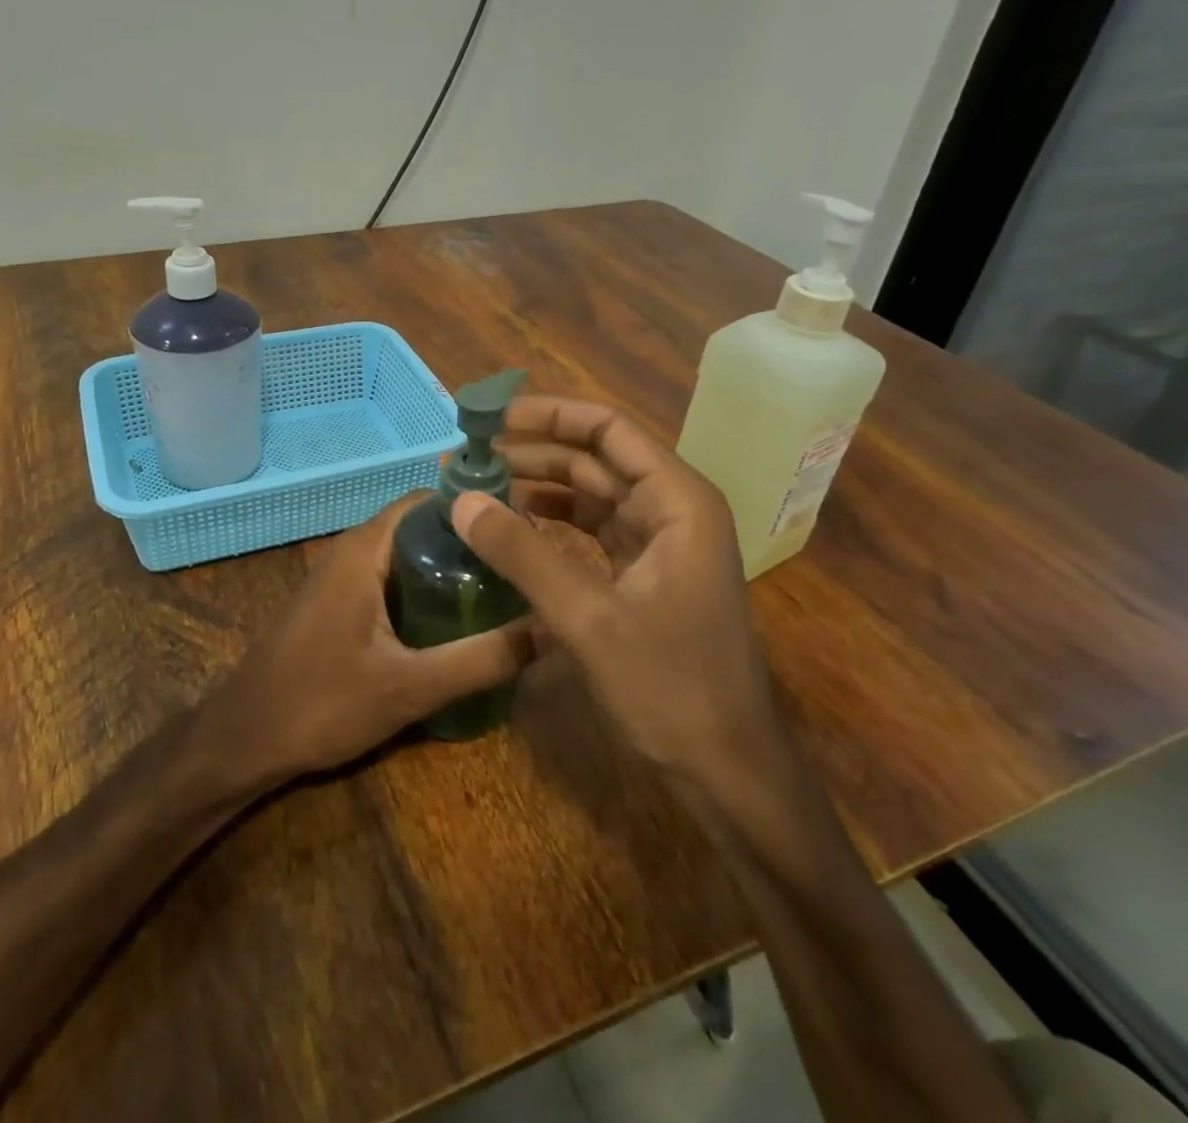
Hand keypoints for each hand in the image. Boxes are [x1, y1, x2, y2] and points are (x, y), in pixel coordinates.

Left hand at [205, 495, 534, 787]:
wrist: (244, 739)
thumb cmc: (321, 703)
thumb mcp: (410, 686)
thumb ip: (480, 659)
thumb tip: (549, 629)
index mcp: (364, 549)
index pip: (429, 501)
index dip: (476, 511)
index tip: (521, 533)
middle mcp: (350, 550)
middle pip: (420, 527)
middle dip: (468, 544)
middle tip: (519, 571)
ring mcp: (339, 577)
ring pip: (404, 556)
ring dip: (446, 569)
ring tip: (498, 595)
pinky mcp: (335, 604)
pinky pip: (387, 579)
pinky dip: (422, 590)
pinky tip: (451, 623)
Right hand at [450, 395, 777, 777]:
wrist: (727, 772)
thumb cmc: (669, 688)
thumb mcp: (587, 618)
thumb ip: (522, 554)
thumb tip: (460, 499)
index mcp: (677, 501)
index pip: (607, 430)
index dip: (548, 415)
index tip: (489, 418)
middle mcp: (672, 509)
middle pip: (595, 458)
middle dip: (532, 452)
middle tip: (469, 456)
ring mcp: (660, 543)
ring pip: (591, 493)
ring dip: (537, 486)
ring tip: (479, 486)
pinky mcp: (644, 575)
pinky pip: (592, 530)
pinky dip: (552, 523)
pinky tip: (512, 527)